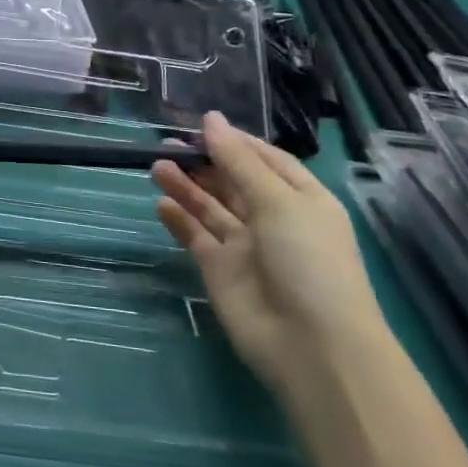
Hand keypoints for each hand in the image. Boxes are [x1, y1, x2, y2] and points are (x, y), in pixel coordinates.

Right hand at [153, 113, 385, 387]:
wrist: (311, 347)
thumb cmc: (307, 260)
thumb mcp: (278, 201)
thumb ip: (238, 161)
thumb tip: (211, 119)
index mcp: (300, 198)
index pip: (264, 159)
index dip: (233, 141)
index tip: (198, 126)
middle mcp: (273, 219)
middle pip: (232, 181)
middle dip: (203, 161)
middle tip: (165, 144)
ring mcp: (245, 246)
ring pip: (210, 206)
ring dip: (185, 185)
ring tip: (155, 166)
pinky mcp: (220, 271)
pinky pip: (196, 237)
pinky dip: (179, 220)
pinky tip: (161, 203)